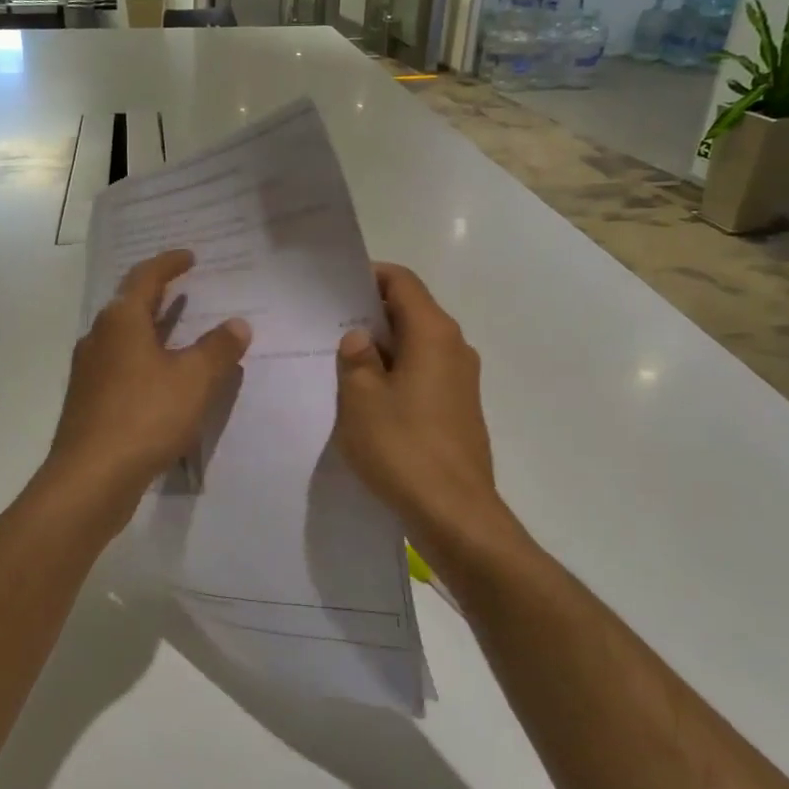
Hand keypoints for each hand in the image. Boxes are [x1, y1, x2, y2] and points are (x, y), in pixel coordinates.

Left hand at [46, 250, 251, 505]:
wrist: (91, 478)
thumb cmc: (145, 417)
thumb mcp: (194, 380)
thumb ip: (218, 349)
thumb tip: (237, 324)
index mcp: (121, 321)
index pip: (146, 277)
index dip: (169, 263)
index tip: (190, 257)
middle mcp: (98, 338)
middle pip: (130, 305)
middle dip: (159, 295)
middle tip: (187, 290)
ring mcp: (89, 371)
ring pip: (124, 338)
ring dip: (152, 330)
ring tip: (181, 331)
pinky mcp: (89, 401)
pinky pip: (121, 366)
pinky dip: (145, 360)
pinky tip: (163, 379)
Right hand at [335, 264, 507, 549]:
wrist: (454, 513)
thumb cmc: (402, 447)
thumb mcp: (360, 399)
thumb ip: (356, 359)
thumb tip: (360, 338)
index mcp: (433, 334)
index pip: (401, 282)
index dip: (368, 276)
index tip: (333, 288)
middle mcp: (454, 348)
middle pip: (410, 312)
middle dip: (370, 315)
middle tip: (327, 326)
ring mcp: (461, 380)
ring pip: (416, 346)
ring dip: (382, 348)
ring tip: (340, 363)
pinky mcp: (460, 409)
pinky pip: (424, 375)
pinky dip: (397, 374)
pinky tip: (367, 398)